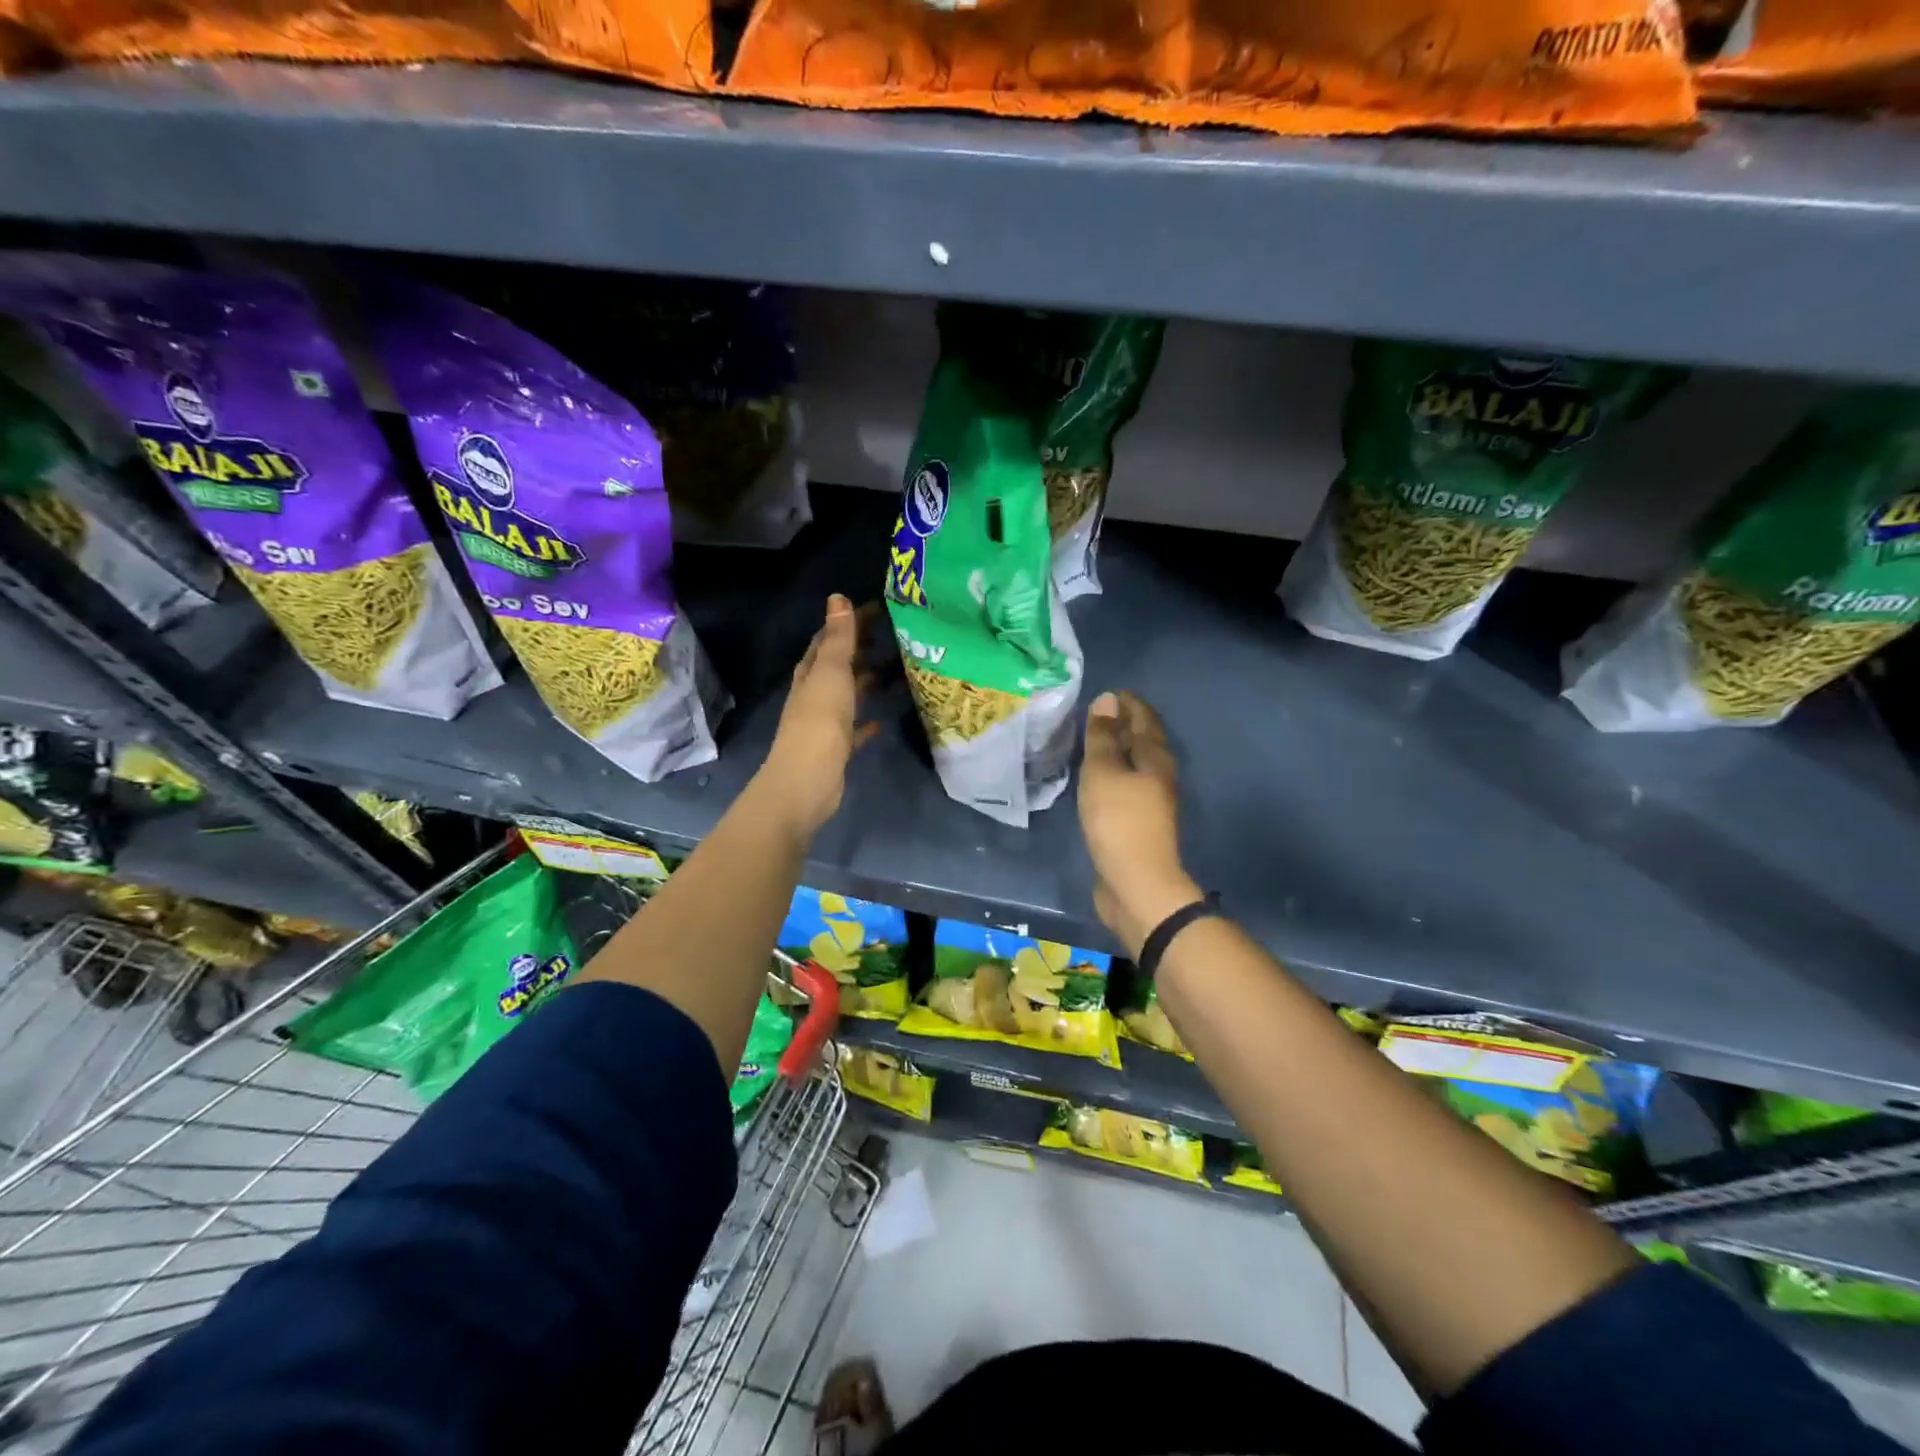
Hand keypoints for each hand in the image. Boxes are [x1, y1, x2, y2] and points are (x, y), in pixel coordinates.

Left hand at [759, 595, 877, 836]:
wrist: (807, 781)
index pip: (827, 639)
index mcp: (810, 674)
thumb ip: (838, 639)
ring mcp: (824, 724)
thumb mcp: (831, 672)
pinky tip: (882, 719)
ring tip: (893, 671)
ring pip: (846, 696)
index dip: (849, 623)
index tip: (878, 610)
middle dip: (859, 650)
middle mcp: (813, 695)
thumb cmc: (819, 721)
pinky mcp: (836, 749)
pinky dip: (866, 722)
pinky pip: (854, 730)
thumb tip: (837, 597)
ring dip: (864, 683)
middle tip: (892, 638)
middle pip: (836, 666)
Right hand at [1078, 691, 1199, 957]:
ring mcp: (1151, 800)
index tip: (1106, 692)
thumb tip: (1108, 700)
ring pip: (1135, 763)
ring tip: (1092, 740)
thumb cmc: (1119, 821)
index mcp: (1155, 757)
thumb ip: (1102, 737)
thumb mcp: (1103, 772)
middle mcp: (1159, 775)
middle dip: (1123, 723)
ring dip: (1117, 749)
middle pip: (1143, 739)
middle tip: (1095, 712)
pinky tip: (1095, 777)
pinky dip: (1112, 772)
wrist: (1136, 884)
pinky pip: (1125, 785)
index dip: (1127, 703)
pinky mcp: (1138, 822)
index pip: (1143, 718)